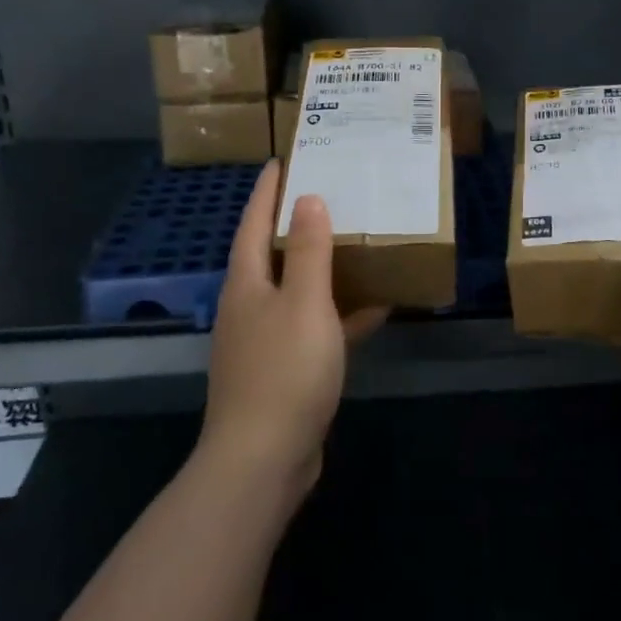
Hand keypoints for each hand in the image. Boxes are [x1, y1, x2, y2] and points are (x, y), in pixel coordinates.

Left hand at [199, 162, 386, 494]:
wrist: (263, 460)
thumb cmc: (284, 371)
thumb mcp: (304, 303)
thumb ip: (308, 250)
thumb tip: (307, 199)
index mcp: (247, 284)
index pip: (253, 223)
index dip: (267, 191)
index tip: (282, 160)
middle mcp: (250, 307)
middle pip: (271, 254)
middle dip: (295, 224)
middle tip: (329, 193)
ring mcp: (264, 341)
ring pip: (296, 291)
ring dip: (323, 268)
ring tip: (355, 243)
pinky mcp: (283, 370)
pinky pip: (314, 328)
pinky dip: (339, 315)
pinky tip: (374, 309)